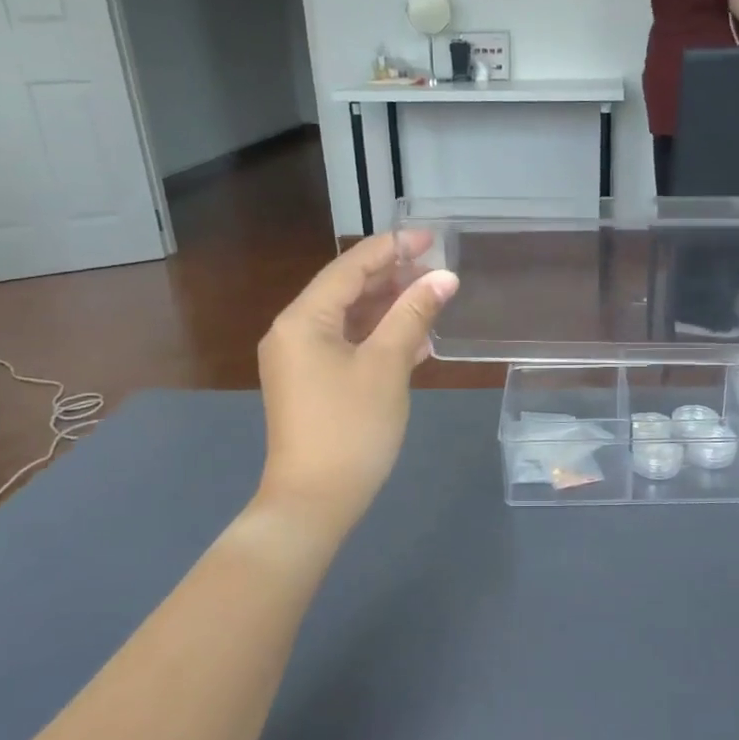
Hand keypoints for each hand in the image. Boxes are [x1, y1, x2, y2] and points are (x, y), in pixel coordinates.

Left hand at [255, 233, 457, 532]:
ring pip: (349, 320)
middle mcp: (294, 332)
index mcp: (303, 319)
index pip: (350, 268)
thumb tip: (444, 278)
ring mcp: (300, 361)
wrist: (314, 501)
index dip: (391, 248)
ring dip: (389, 310)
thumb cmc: (351, 428)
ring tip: (433, 302)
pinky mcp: (311, 385)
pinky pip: (347, 347)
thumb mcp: (387, 366)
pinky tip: (415, 343)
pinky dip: (378, 339)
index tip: (430, 238)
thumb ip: (413, 315)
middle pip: (347, 291)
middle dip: (393, 279)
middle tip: (438, 271)